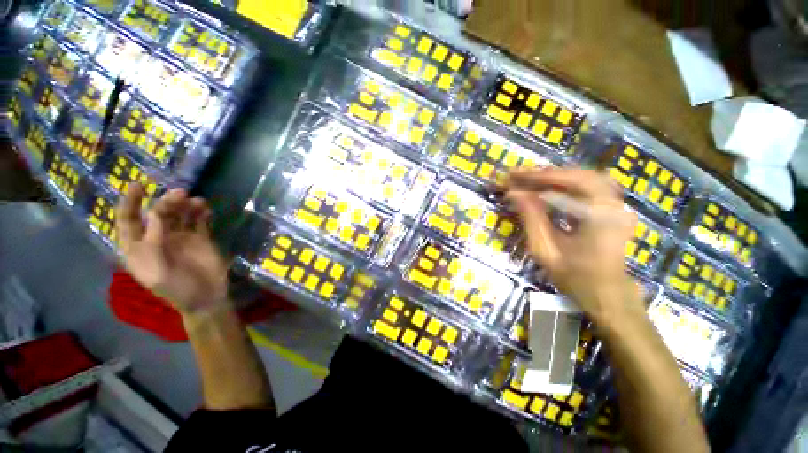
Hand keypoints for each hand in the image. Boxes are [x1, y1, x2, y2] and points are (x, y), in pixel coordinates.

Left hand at [116, 184, 228, 314]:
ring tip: (198, 202)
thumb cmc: (176, 290)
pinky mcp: (200, 239)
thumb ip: (154, 244)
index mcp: (139, 248)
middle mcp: (158, 239)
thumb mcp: (158, 271)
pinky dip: (202, 213)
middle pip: (157, 213)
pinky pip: (199, 221)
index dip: (130, 203)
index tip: (138, 186)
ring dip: (186, 205)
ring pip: (180, 215)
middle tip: (181, 194)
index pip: (128, 221)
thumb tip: (156, 215)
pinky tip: (206, 210)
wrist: (206, 298)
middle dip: (166, 202)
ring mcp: (181, 238)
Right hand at [506, 168, 642, 324]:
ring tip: (530, 180)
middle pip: (578, 175)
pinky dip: (567, 183)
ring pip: (586, 176)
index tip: (512, 176)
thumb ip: (530, 218)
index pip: (567, 184)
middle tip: (518, 175)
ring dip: (556, 176)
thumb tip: (513, 194)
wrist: (606, 293)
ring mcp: (618, 205)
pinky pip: (591, 185)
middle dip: (545, 173)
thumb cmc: (574, 277)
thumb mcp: (544, 250)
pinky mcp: (615, 208)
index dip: (536, 178)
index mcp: (598, 217)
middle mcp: (614, 205)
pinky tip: (550, 187)